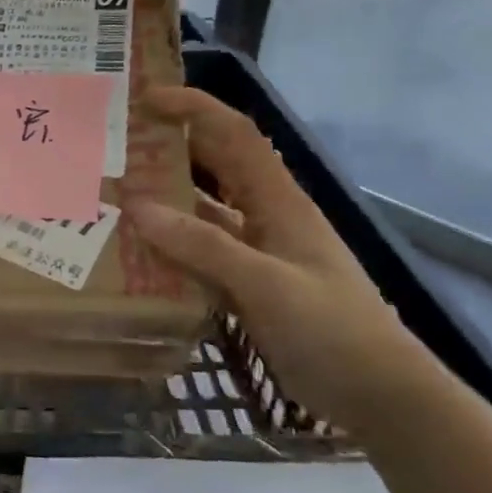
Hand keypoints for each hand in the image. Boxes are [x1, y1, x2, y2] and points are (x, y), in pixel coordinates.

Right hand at [125, 86, 430, 431]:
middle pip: (214, 166)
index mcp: (278, 202)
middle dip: (171, 145)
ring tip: (113, 195)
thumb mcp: (266, 285)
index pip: (234, 136)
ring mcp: (257, 252)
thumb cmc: (331, 330)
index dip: (194, 108)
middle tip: (116, 143)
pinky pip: (200, 254)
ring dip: (164, 200)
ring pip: (202, 212)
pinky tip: (136, 254)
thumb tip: (137, 208)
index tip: (146, 99)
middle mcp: (265, 217)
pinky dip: (170, 248)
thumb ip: (203, 247)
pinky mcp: (248, 285)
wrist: (378, 394)